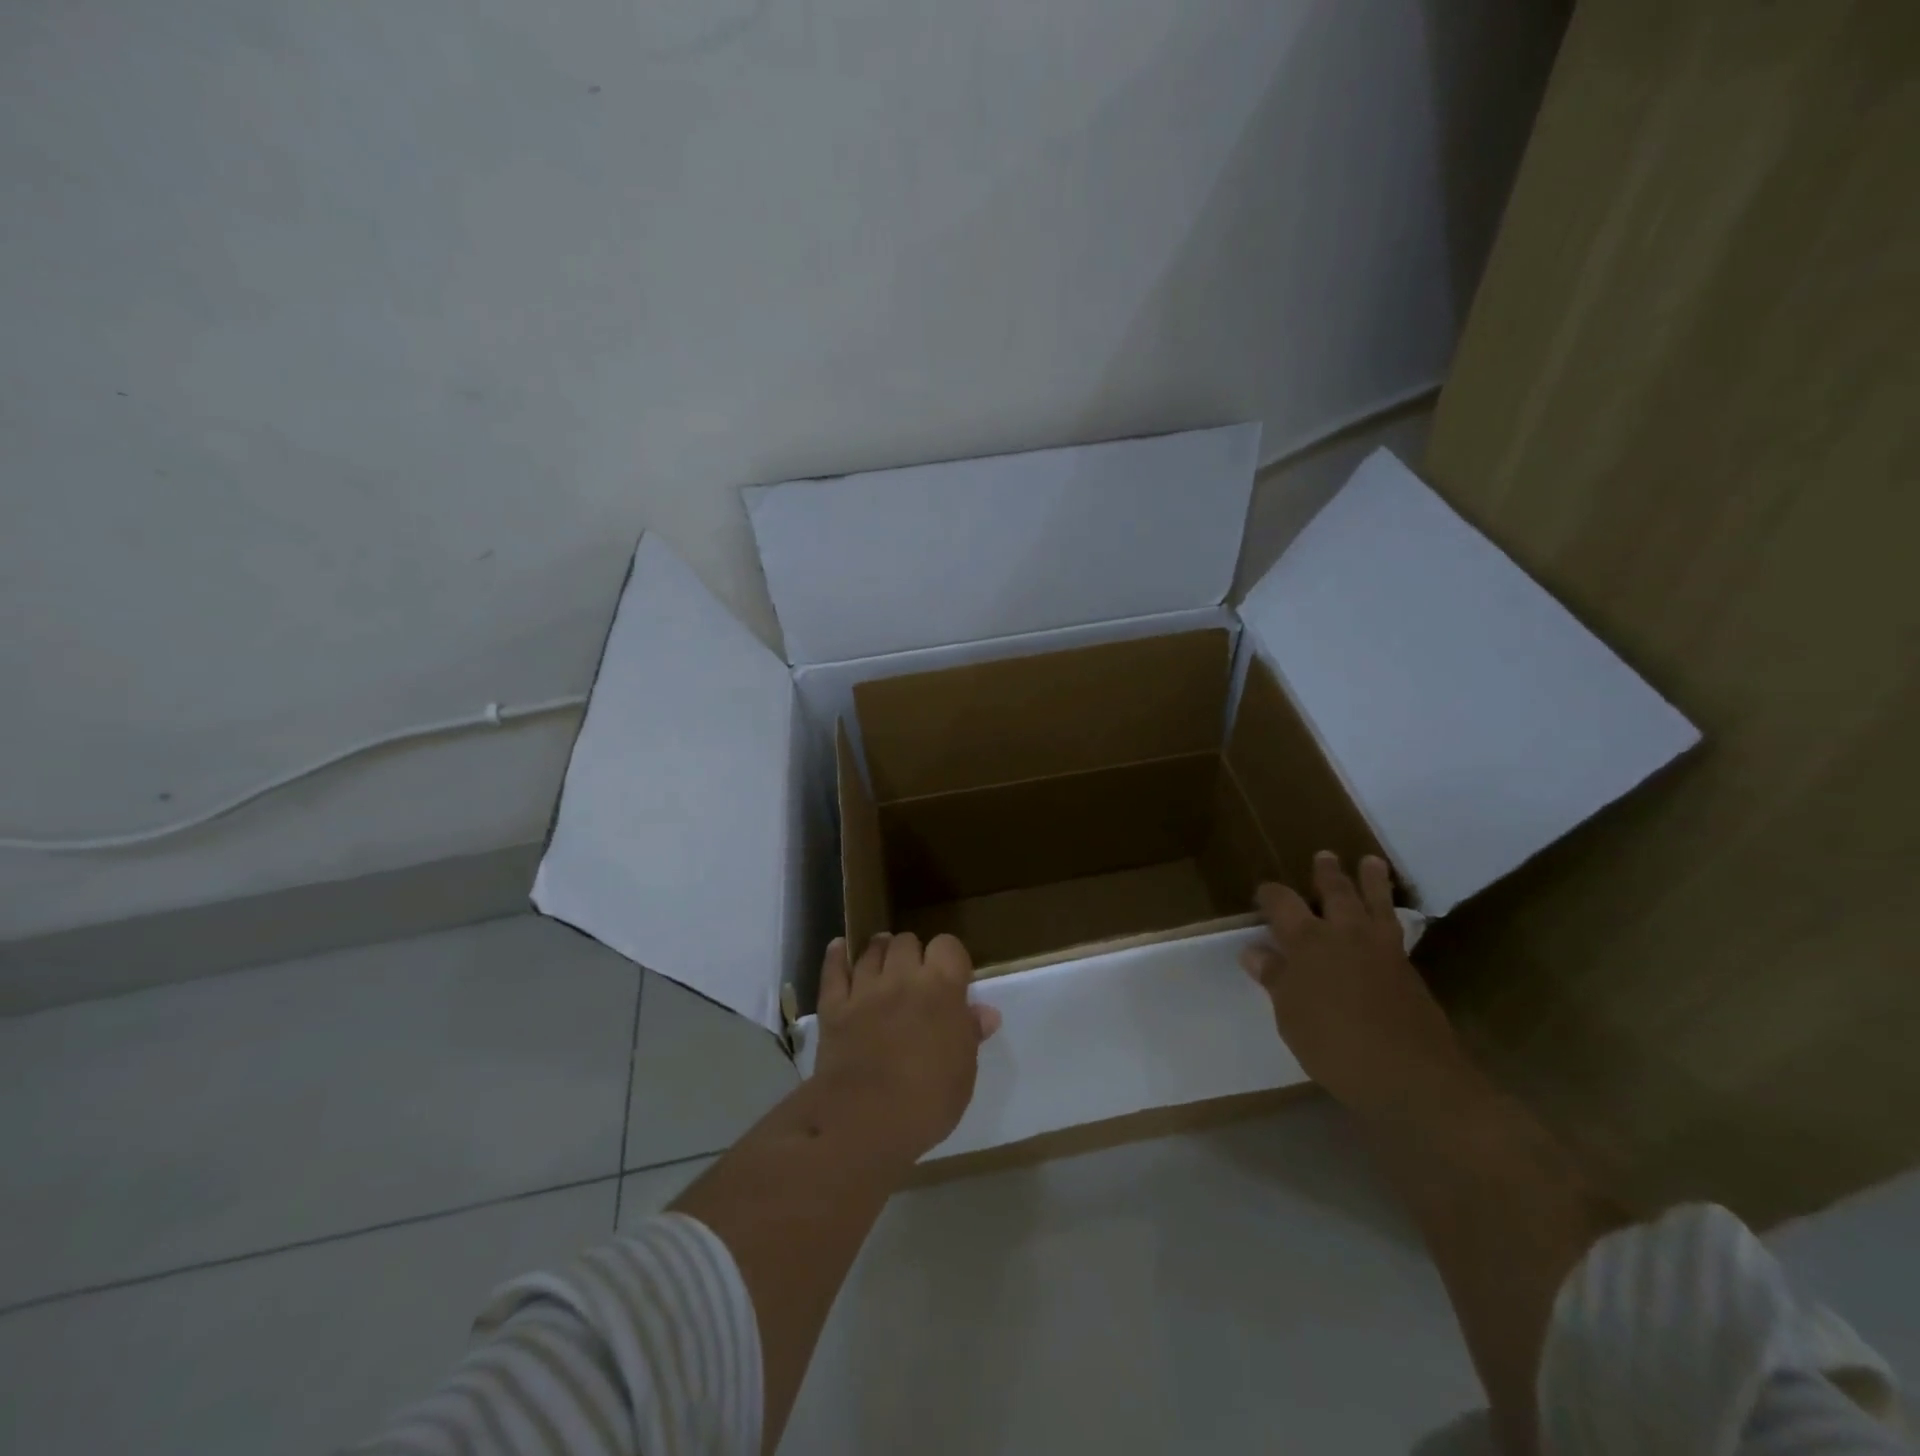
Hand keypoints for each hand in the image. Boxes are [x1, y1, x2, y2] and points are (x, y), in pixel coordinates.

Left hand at [813, 932, 1000, 1162]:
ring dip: (880, 950)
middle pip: (907, 941)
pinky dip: (836, 956)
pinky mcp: (833, 1005)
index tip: (952, 977)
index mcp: (941, 988)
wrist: (864, 1121)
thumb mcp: (962, 1072)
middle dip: (913, 953)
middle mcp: (902, 977)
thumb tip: (985, 1012)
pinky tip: (839, 948)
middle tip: (916, 975)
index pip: (948, 945)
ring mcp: (864, 988)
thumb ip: (970, 1034)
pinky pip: (833, 970)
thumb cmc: (927, 1101)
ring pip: (872, 949)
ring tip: (884, 961)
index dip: (950, 957)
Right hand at [1240, 851, 1466, 1115]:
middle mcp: (1345, 934)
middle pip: (1336, 892)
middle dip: (1327, 874)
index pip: (1282, 903)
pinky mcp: (1409, 971)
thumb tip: (1255, 951)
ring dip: (1372, 880)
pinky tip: (1388, 918)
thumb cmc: (1335, 1046)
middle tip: (1325, 856)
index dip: (1271, 894)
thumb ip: (1275, 978)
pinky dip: (1390, 914)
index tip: (1263, 893)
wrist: (1412, 1077)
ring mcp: (1383, 950)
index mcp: (1308, 941)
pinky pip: (1397, 928)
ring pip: (1376, 903)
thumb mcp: (1291, 1015)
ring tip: (1371, 862)